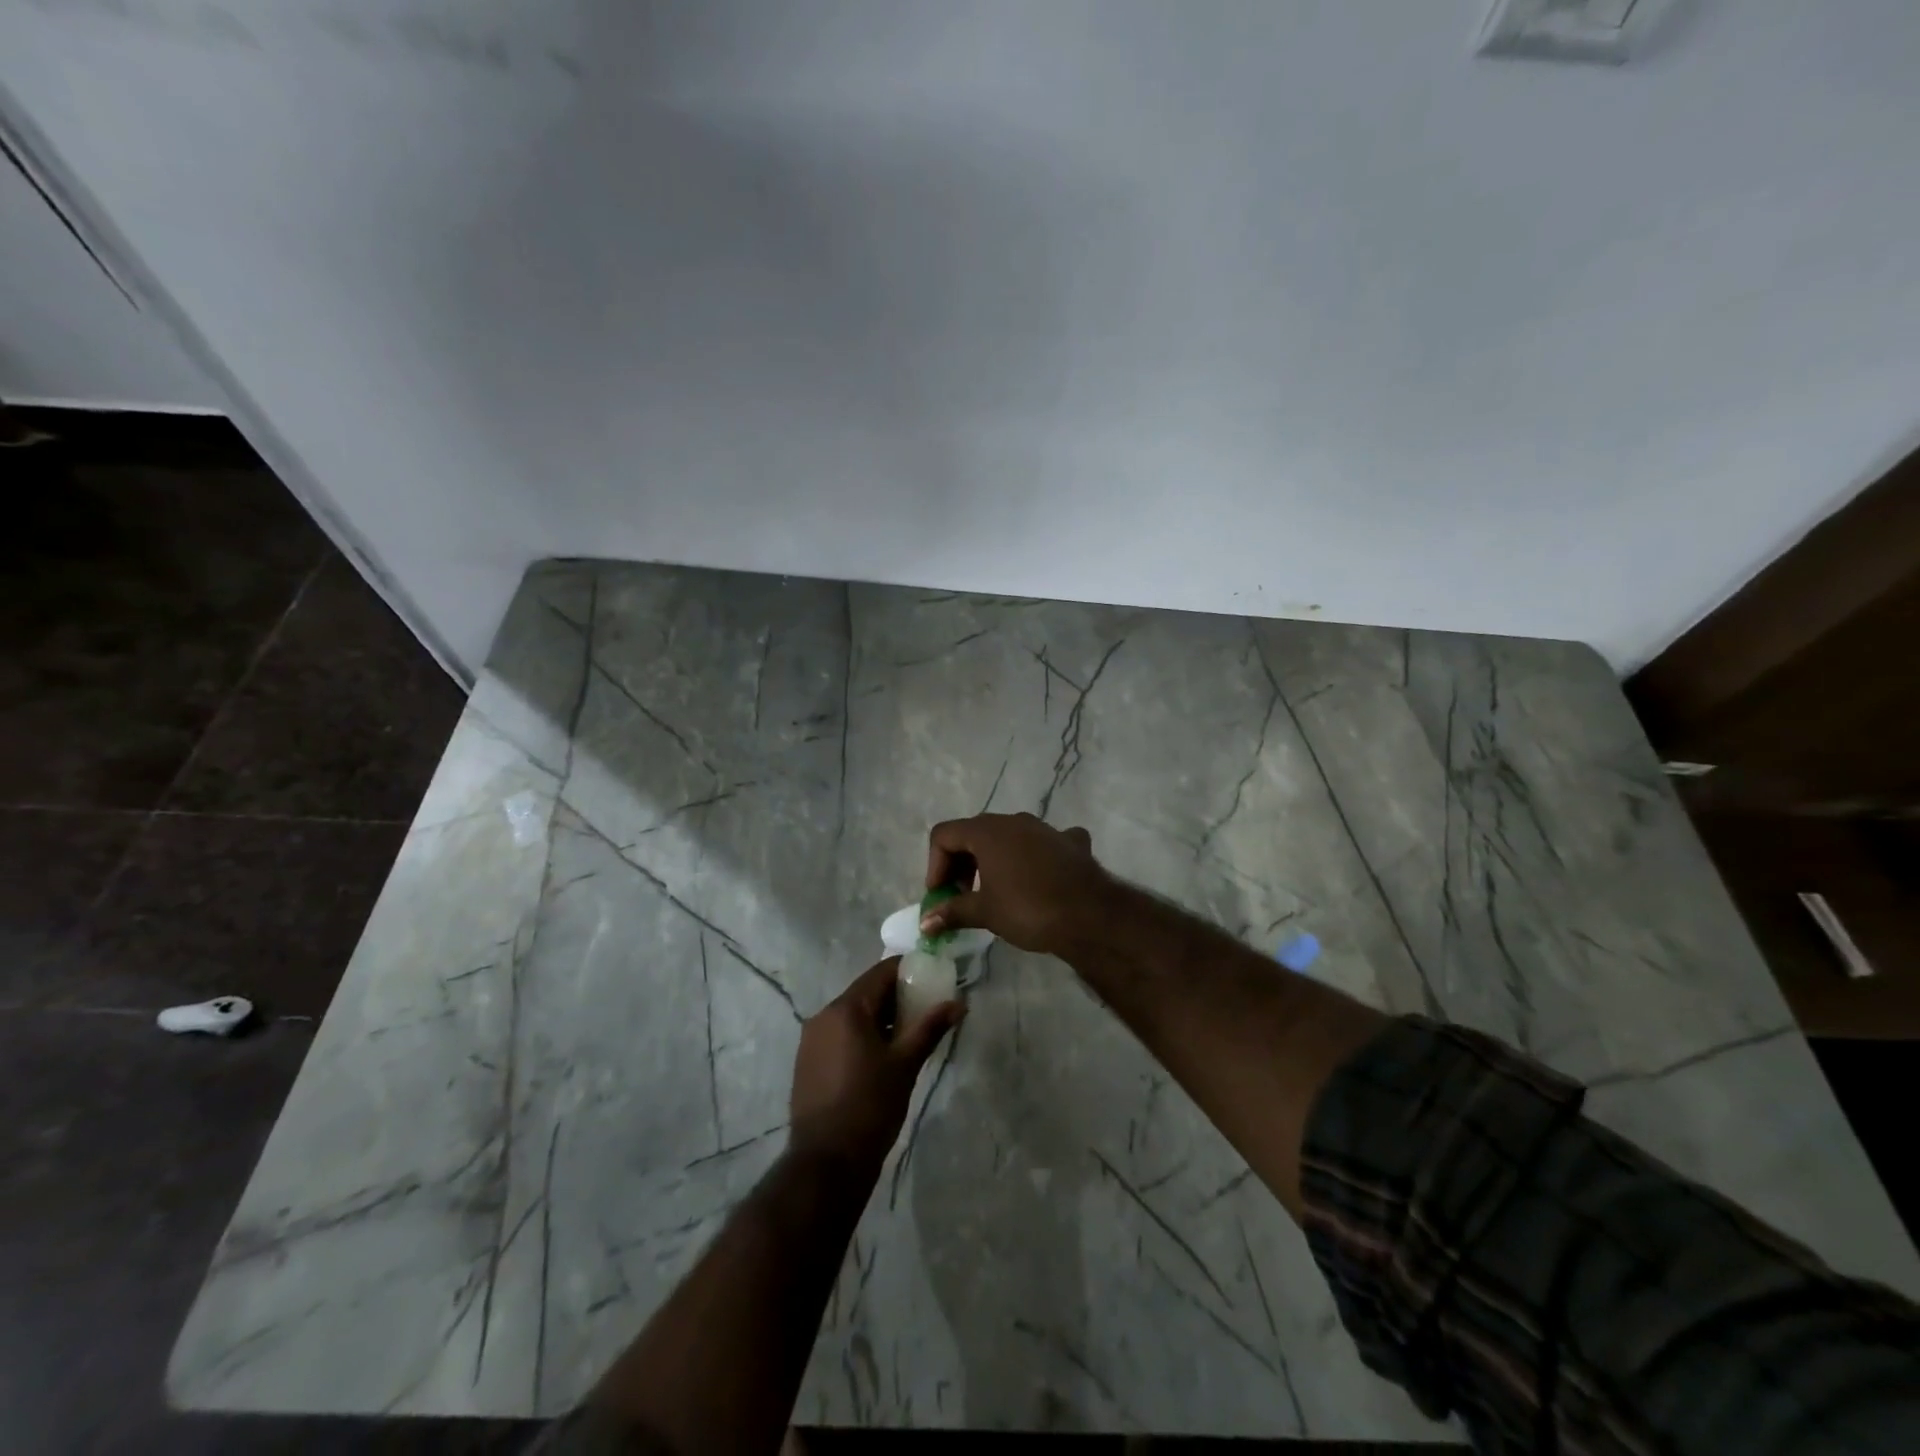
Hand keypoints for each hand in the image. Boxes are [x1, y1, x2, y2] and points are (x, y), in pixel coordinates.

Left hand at [789, 958, 962, 1170]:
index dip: (909, 972)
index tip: (932, 981)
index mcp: (846, 1008)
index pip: (881, 972)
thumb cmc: (870, 1106)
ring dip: (880, 1018)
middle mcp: (824, 1015)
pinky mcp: (807, 1061)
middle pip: (866, 992)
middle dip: (896, 998)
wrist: (827, 1162)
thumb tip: (958, 1003)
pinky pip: (840, 1034)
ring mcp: (811, 1039)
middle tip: (925, 1012)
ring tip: (908, 1037)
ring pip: (852, 1014)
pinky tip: (881, 1057)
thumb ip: (930, 1028)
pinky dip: (862, 1035)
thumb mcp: (905, 1064)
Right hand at [923, 812, 1113, 955]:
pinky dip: (1034, 857)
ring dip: (994, 860)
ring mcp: (1045, 828)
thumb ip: (952, 912)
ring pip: (1008, 836)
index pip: (944, 835)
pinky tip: (1040, 877)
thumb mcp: (985, 912)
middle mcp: (1014, 821)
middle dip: (961, 863)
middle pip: (974, 833)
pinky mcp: (1070, 842)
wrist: (1090, 915)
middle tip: (962, 896)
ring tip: (996, 892)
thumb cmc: (1028, 909)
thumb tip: (925, 922)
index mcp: (987, 831)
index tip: (941, 896)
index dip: (935, 865)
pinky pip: (1044, 843)